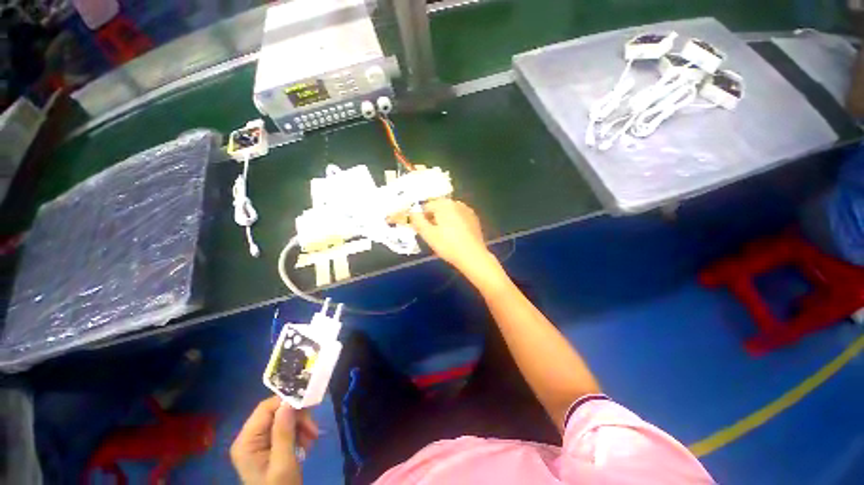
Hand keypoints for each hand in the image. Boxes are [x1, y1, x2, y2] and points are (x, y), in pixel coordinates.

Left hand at [230, 396, 318, 484]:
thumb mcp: (283, 463)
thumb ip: (283, 433)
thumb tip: (288, 402)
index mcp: (246, 441)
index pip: (266, 408)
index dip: (288, 403)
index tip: (310, 408)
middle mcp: (249, 438)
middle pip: (276, 412)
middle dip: (298, 417)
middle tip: (313, 430)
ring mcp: (257, 442)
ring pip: (284, 419)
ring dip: (301, 425)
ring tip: (311, 439)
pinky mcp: (267, 446)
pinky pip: (285, 429)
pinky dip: (298, 432)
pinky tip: (306, 443)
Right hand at [410, 199, 494, 276]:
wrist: (473, 256)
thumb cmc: (448, 245)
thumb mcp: (428, 234)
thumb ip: (417, 220)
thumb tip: (412, 212)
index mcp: (444, 204)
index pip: (426, 206)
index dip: (422, 218)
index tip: (423, 230)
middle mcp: (456, 203)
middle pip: (439, 208)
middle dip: (434, 218)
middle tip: (433, 234)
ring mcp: (467, 210)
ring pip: (450, 212)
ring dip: (444, 220)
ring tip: (444, 236)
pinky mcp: (474, 219)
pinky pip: (459, 217)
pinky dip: (455, 223)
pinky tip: (456, 236)